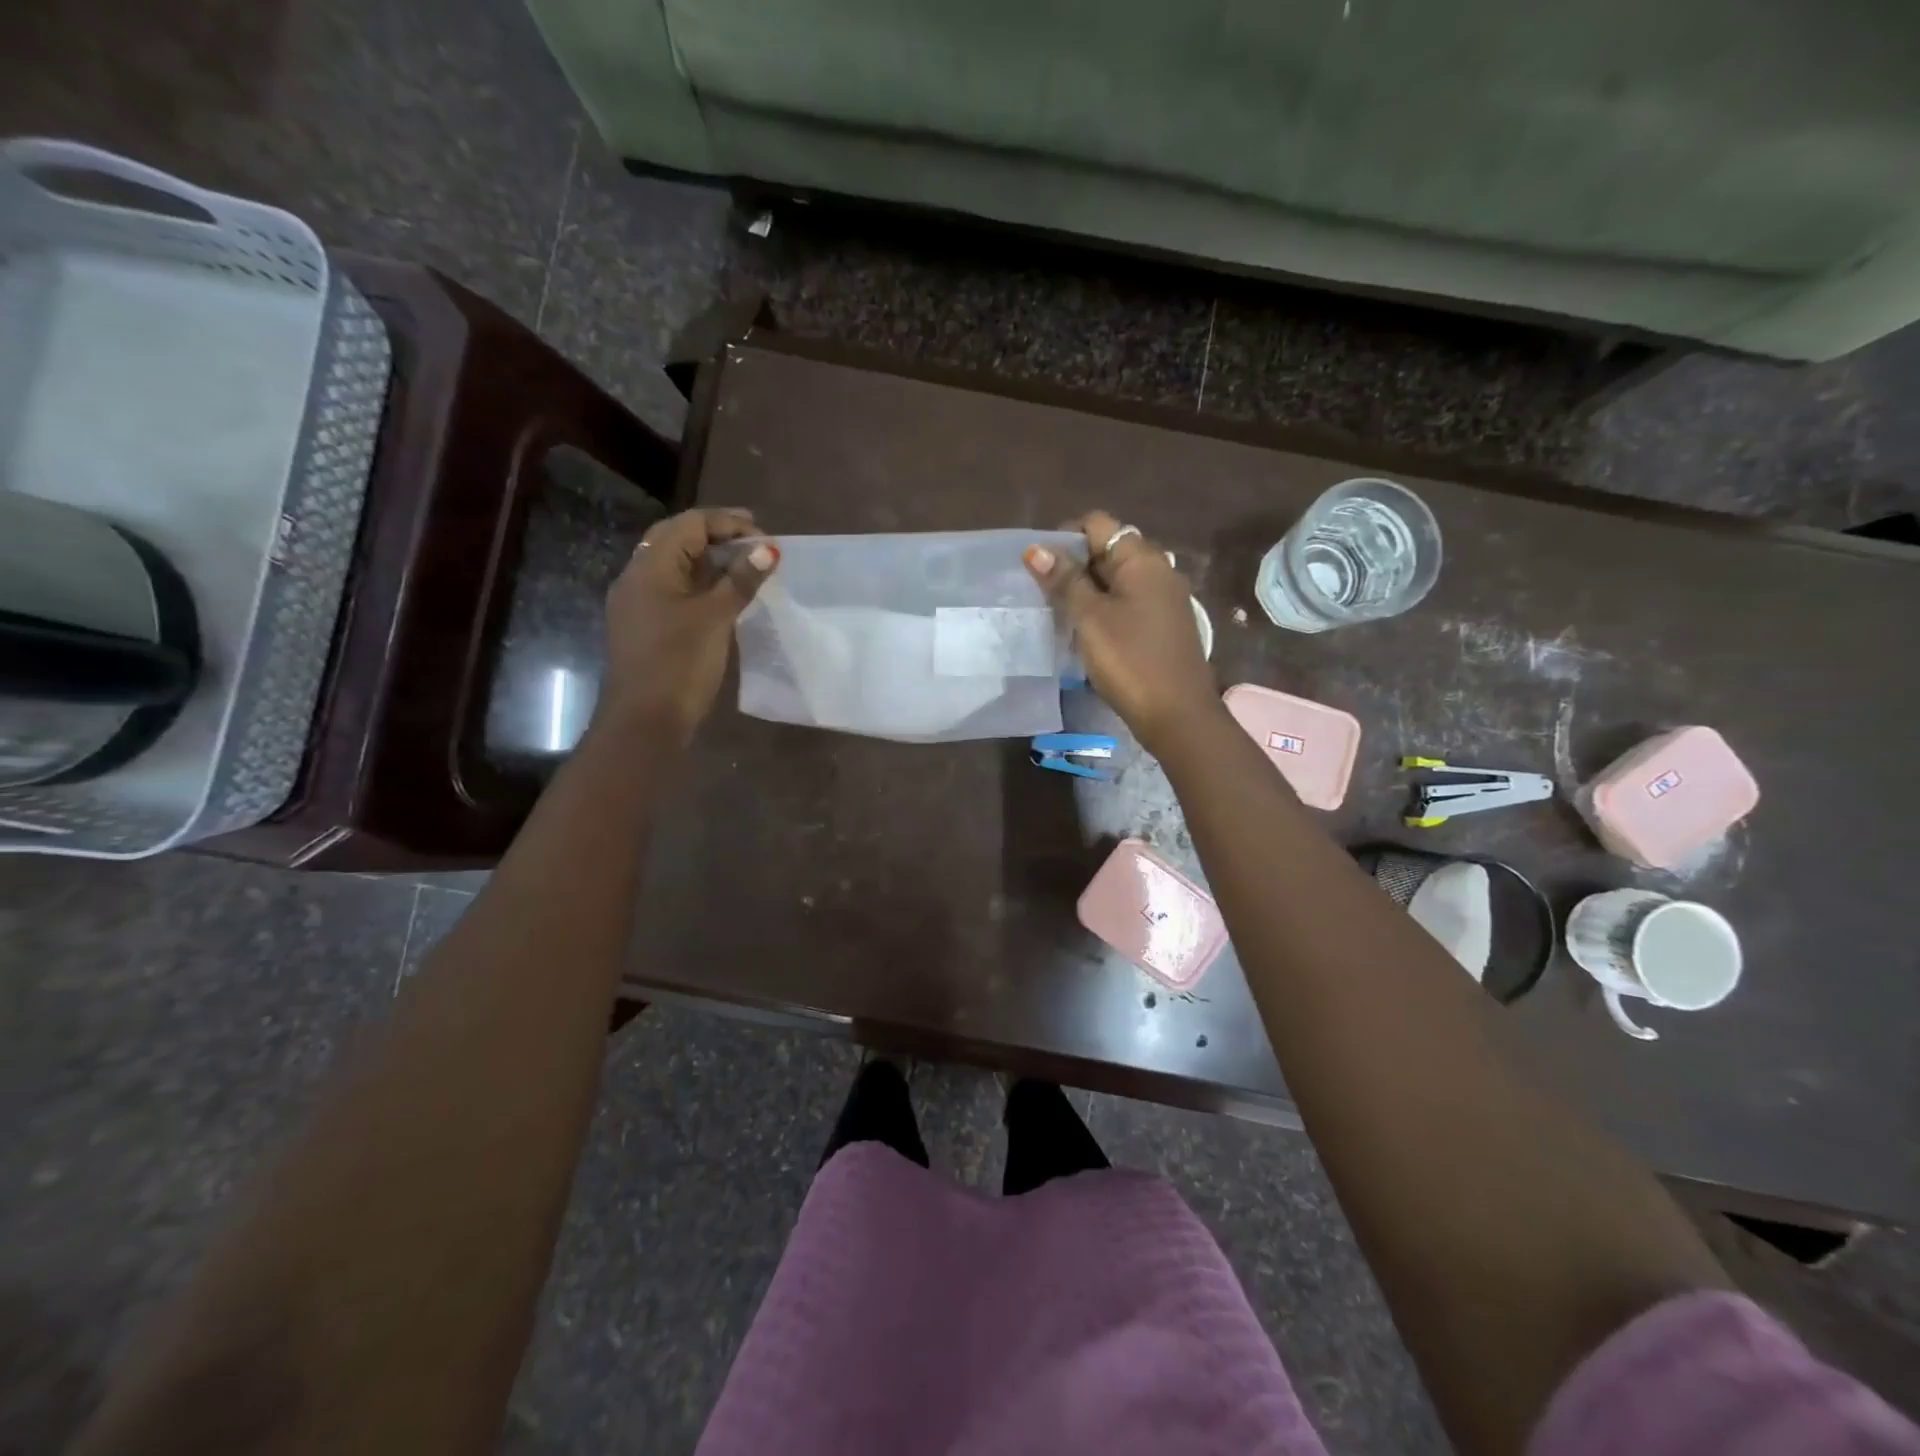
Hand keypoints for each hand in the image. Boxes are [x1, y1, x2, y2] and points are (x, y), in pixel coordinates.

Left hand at [597, 508, 777, 743]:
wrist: (645, 720)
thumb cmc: (680, 663)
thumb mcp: (716, 617)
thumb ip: (741, 580)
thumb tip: (768, 550)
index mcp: (650, 567)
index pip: (689, 524)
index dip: (728, 523)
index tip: (764, 536)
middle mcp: (637, 577)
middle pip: (677, 539)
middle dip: (717, 536)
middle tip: (755, 544)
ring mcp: (637, 603)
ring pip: (674, 566)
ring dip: (709, 560)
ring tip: (745, 567)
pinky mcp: (644, 626)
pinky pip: (672, 589)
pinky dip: (699, 583)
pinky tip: (723, 596)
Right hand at [1024, 510, 1216, 752]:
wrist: (1177, 715)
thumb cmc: (1130, 661)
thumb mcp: (1090, 618)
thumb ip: (1064, 581)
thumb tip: (1036, 549)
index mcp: (1142, 559)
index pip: (1097, 524)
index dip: (1064, 537)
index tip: (1040, 567)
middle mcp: (1158, 570)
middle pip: (1108, 549)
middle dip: (1074, 565)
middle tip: (1044, 593)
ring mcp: (1164, 599)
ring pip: (1117, 579)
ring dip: (1087, 590)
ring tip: (1060, 613)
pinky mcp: (1164, 625)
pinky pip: (1128, 602)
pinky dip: (1104, 608)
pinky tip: (1085, 632)